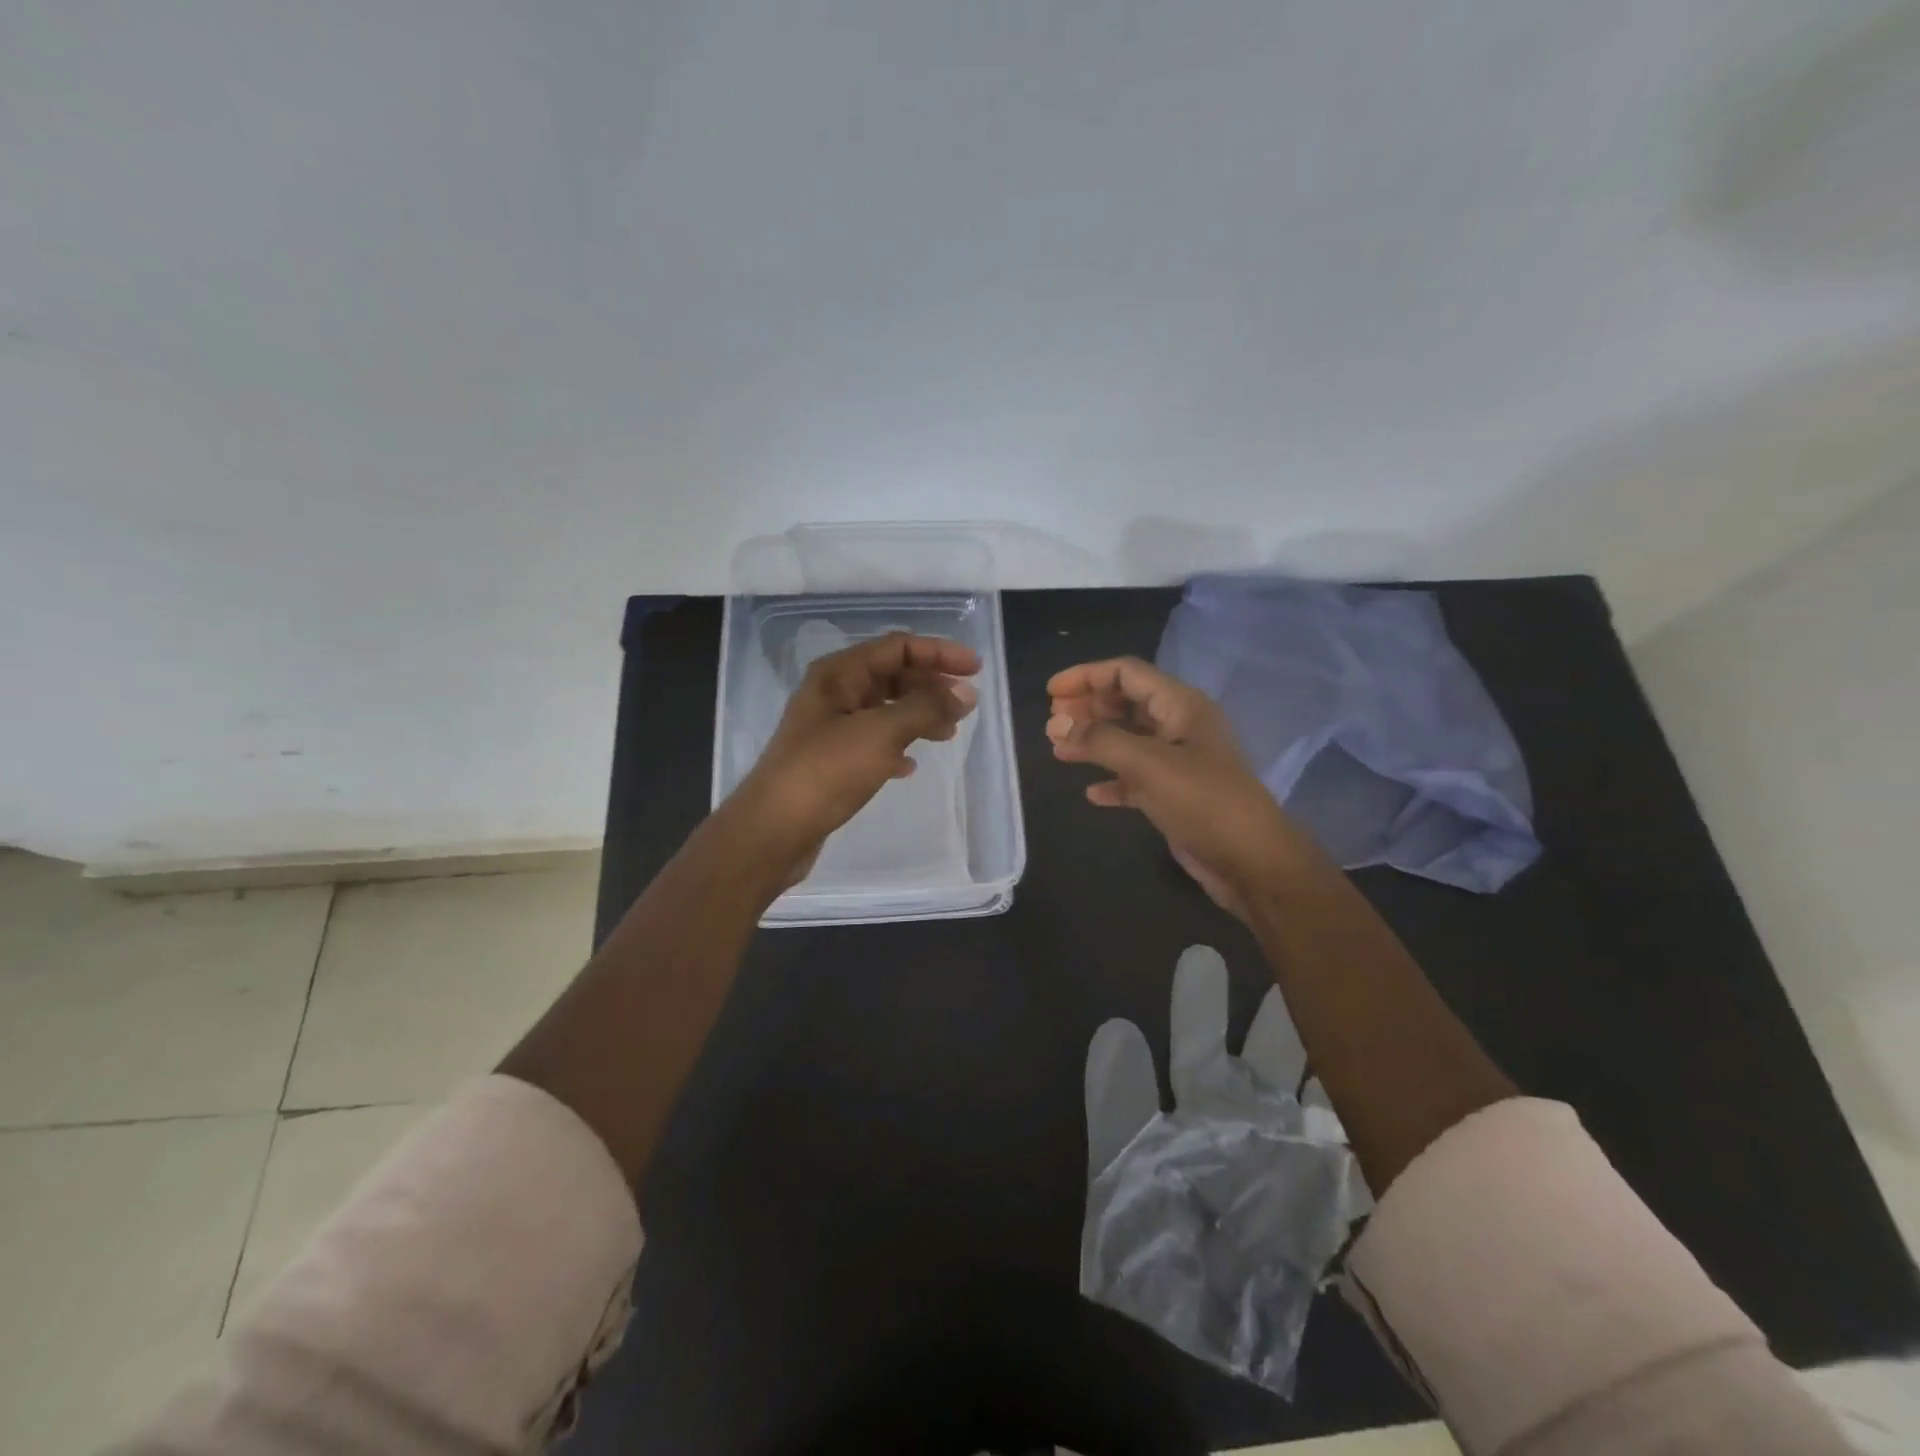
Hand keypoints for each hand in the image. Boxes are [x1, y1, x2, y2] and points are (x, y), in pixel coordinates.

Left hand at [730, 632, 979, 888]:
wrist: (774, 830)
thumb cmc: (826, 771)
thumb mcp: (881, 733)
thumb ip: (926, 708)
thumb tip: (966, 693)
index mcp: (839, 674)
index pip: (897, 647)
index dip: (939, 653)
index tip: (975, 670)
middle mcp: (833, 694)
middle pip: (891, 675)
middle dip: (930, 686)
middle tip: (965, 705)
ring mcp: (830, 728)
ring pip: (884, 710)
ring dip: (918, 716)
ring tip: (947, 735)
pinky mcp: (830, 761)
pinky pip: (873, 742)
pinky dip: (896, 747)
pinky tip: (909, 766)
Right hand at [1047, 657, 1301, 918]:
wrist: (1251, 862)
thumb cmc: (1204, 802)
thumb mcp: (1149, 764)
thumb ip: (1100, 740)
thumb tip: (1056, 724)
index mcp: (1181, 706)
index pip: (1127, 673)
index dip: (1087, 675)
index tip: (1050, 692)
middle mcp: (1179, 727)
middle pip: (1125, 703)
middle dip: (1087, 707)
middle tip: (1051, 721)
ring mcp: (1178, 762)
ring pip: (1127, 740)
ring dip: (1093, 742)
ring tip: (1058, 749)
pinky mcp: (1174, 795)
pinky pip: (1135, 778)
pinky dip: (1111, 780)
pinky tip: (1091, 793)